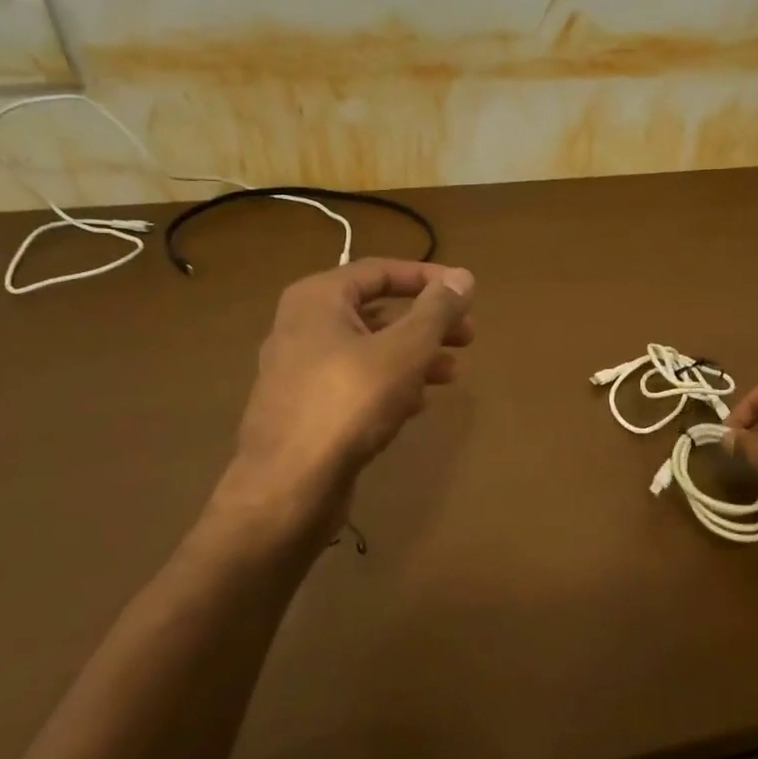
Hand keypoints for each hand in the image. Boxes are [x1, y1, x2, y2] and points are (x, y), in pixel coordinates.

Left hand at [216, 258, 475, 533]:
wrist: (288, 487)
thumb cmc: (349, 403)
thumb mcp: (404, 350)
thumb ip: (436, 310)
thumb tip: (463, 277)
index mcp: (318, 299)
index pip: (379, 271)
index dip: (427, 278)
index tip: (466, 293)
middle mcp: (303, 327)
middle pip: (377, 312)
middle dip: (426, 323)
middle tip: (469, 336)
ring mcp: (300, 371)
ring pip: (369, 351)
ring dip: (414, 356)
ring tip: (453, 373)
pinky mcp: (306, 409)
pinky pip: (356, 383)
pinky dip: (390, 384)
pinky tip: (417, 403)